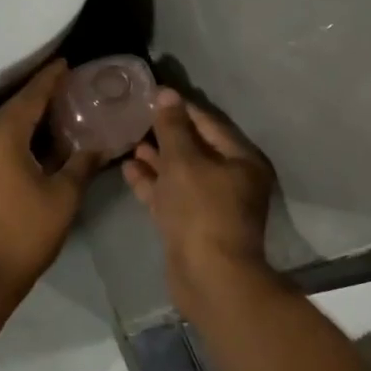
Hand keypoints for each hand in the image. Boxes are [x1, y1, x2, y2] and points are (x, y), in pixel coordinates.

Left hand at [0, 62, 100, 295]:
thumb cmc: (24, 233)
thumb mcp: (63, 196)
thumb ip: (82, 163)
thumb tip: (101, 145)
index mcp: (0, 135)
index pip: (30, 96)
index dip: (50, 78)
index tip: (67, 63)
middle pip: (15, 107)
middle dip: (42, 96)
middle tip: (72, 86)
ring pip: (4, 124)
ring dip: (30, 117)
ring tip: (61, 109)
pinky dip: (18, 135)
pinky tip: (40, 139)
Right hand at [122, 88, 274, 277]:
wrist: (208, 277)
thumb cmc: (201, 210)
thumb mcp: (183, 161)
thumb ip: (172, 127)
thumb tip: (166, 94)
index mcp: (241, 160)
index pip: (208, 123)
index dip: (180, 108)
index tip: (152, 94)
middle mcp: (231, 180)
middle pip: (196, 148)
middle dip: (166, 133)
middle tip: (135, 116)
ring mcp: (211, 205)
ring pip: (181, 173)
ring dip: (156, 158)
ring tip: (128, 140)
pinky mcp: (192, 225)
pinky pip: (171, 195)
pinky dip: (153, 183)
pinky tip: (129, 169)